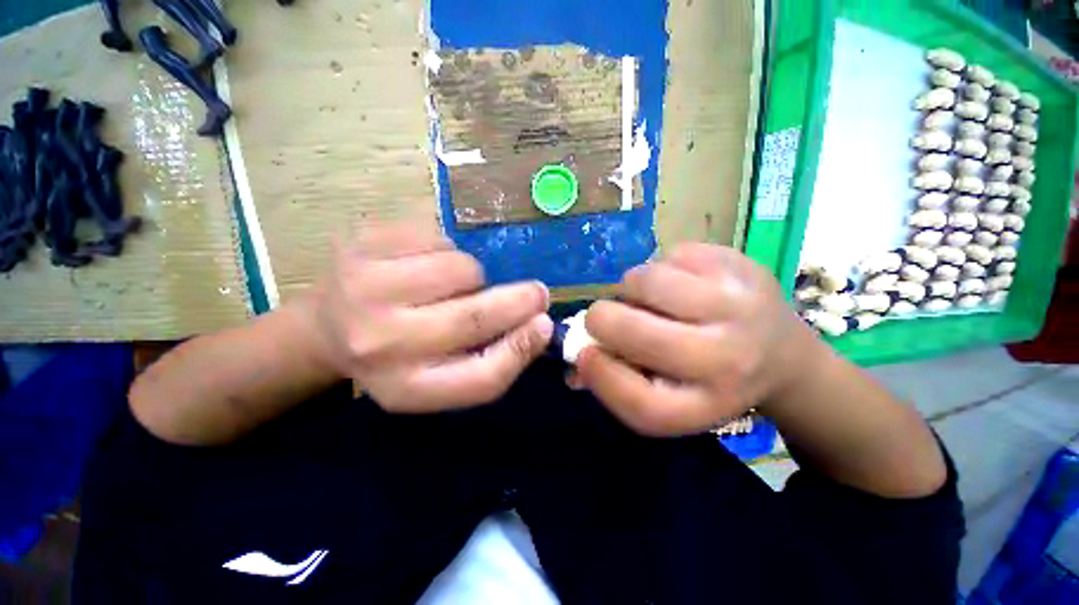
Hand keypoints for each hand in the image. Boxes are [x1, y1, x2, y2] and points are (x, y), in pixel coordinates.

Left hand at [298, 226, 552, 412]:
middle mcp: (381, 343)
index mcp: (406, 387)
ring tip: (452, 286)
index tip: (546, 325)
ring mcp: (366, 288)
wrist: (324, 328)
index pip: (480, 378)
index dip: (522, 350)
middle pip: (474, 318)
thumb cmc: (397, 355)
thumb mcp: (439, 374)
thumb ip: (489, 358)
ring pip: (462, 269)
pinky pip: (438, 239)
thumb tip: (538, 325)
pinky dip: (446, 251)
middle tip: (537, 292)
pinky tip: (425, 265)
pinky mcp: (363, 244)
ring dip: (473, 276)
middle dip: (518, 301)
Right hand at [576, 243, 820, 435]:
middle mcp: (727, 359)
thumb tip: (576, 358)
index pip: (640, 402)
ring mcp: (738, 305)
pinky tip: (680, 283)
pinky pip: (670, 255)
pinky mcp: (741, 264)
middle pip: (635, 333)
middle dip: (601, 319)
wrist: (783, 355)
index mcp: (705, 405)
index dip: (599, 375)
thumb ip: (619, 379)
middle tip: (604, 317)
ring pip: (647, 281)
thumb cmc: (710, 380)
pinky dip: (660, 268)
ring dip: (632, 288)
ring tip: (649, 299)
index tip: (583, 355)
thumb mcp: (669, 395)